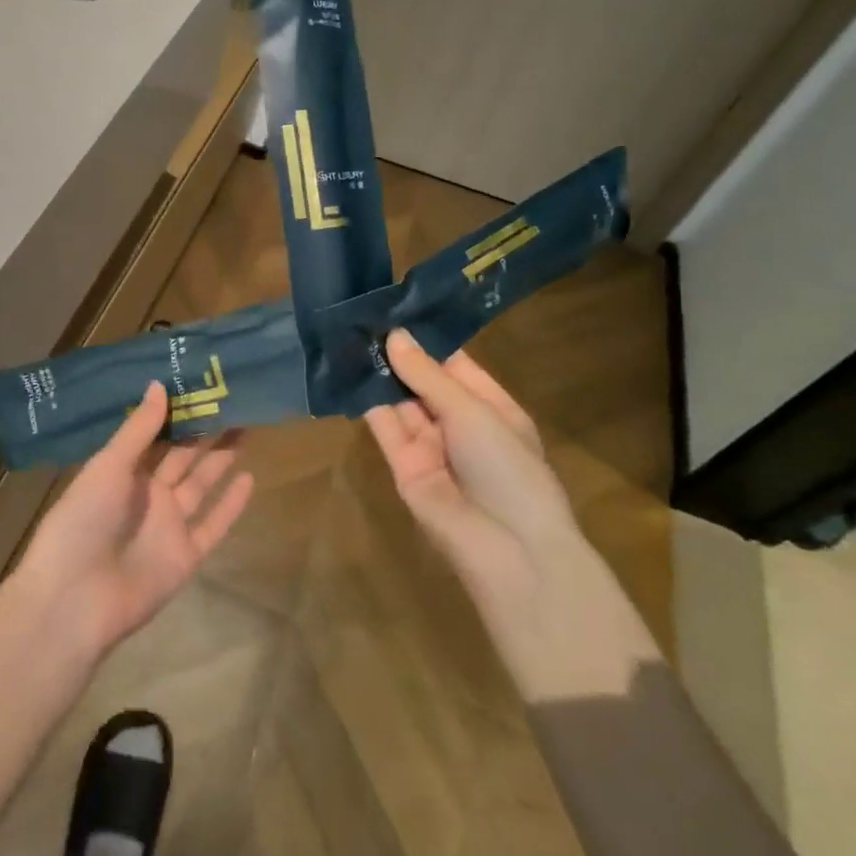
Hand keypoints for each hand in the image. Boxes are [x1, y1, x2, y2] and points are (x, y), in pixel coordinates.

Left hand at [12, 382, 254, 658]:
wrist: (76, 598)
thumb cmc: (83, 520)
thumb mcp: (108, 466)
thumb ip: (138, 430)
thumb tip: (160, 384)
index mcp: (122, 471)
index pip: (155, 435)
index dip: (177, 412)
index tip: (201, 383)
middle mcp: (147, 494)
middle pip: (183, 456)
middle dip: (205, 430)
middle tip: (234, 399)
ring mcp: (168, 525)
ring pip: (202, 484)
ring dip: (221, 459)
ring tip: (247, 427)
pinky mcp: (186, 555)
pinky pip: (213, 524)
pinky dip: (230, 504)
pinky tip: (250, 477)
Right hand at [365, 330, 658, 698]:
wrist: (506, 547)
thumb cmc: (508, 469)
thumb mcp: (473, 412)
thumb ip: (428, 375)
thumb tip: (394, 336)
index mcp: (491, 407)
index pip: (454, 364)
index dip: (426, 339)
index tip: (394, 307)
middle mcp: (459, 423)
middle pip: (422, 381)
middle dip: (397, 354)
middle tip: (361, 316)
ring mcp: (429, 444)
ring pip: (399, 401)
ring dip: (378, 374)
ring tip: (347, 335)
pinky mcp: (401, 464)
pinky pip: (383, 426)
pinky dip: (366, 401)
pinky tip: (346, 370)